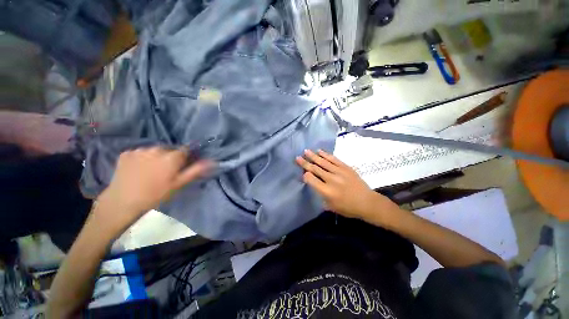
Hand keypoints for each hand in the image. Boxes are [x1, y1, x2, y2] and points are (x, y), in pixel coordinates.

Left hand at [95, 147, 213, 234]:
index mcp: (172, 156)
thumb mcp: (179, 184)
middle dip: (171, 157)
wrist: (122, 202)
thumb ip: (196, 170)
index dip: (186, 157)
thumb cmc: (156, 195)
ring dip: (156, 157)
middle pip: (170, 149)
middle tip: (166, 172)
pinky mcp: (126, 153)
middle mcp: (157, 149)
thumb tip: (212, 161)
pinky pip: (140, 153)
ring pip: (154, 151)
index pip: (186, 150)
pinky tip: (138, 170)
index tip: (183, 166)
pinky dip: (142, 158)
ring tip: (151, 172)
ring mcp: (140, 150)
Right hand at [296, 149, 401, 224]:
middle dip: (305, 163)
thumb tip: (313, 185)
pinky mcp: (346, 167)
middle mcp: (331, 179)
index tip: (302, 172)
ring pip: (323, 162)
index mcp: (327, 191)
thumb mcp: (331, 207)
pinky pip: (333, 159)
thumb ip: (320, 195)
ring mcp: (339, 172)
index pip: (311, 179)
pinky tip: (319, 151)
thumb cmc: (348, 208)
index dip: (305, 175)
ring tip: (305, 151)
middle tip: (297, 157)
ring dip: (313, 156)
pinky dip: (325, 155)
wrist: (367, 202)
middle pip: (315, 169)